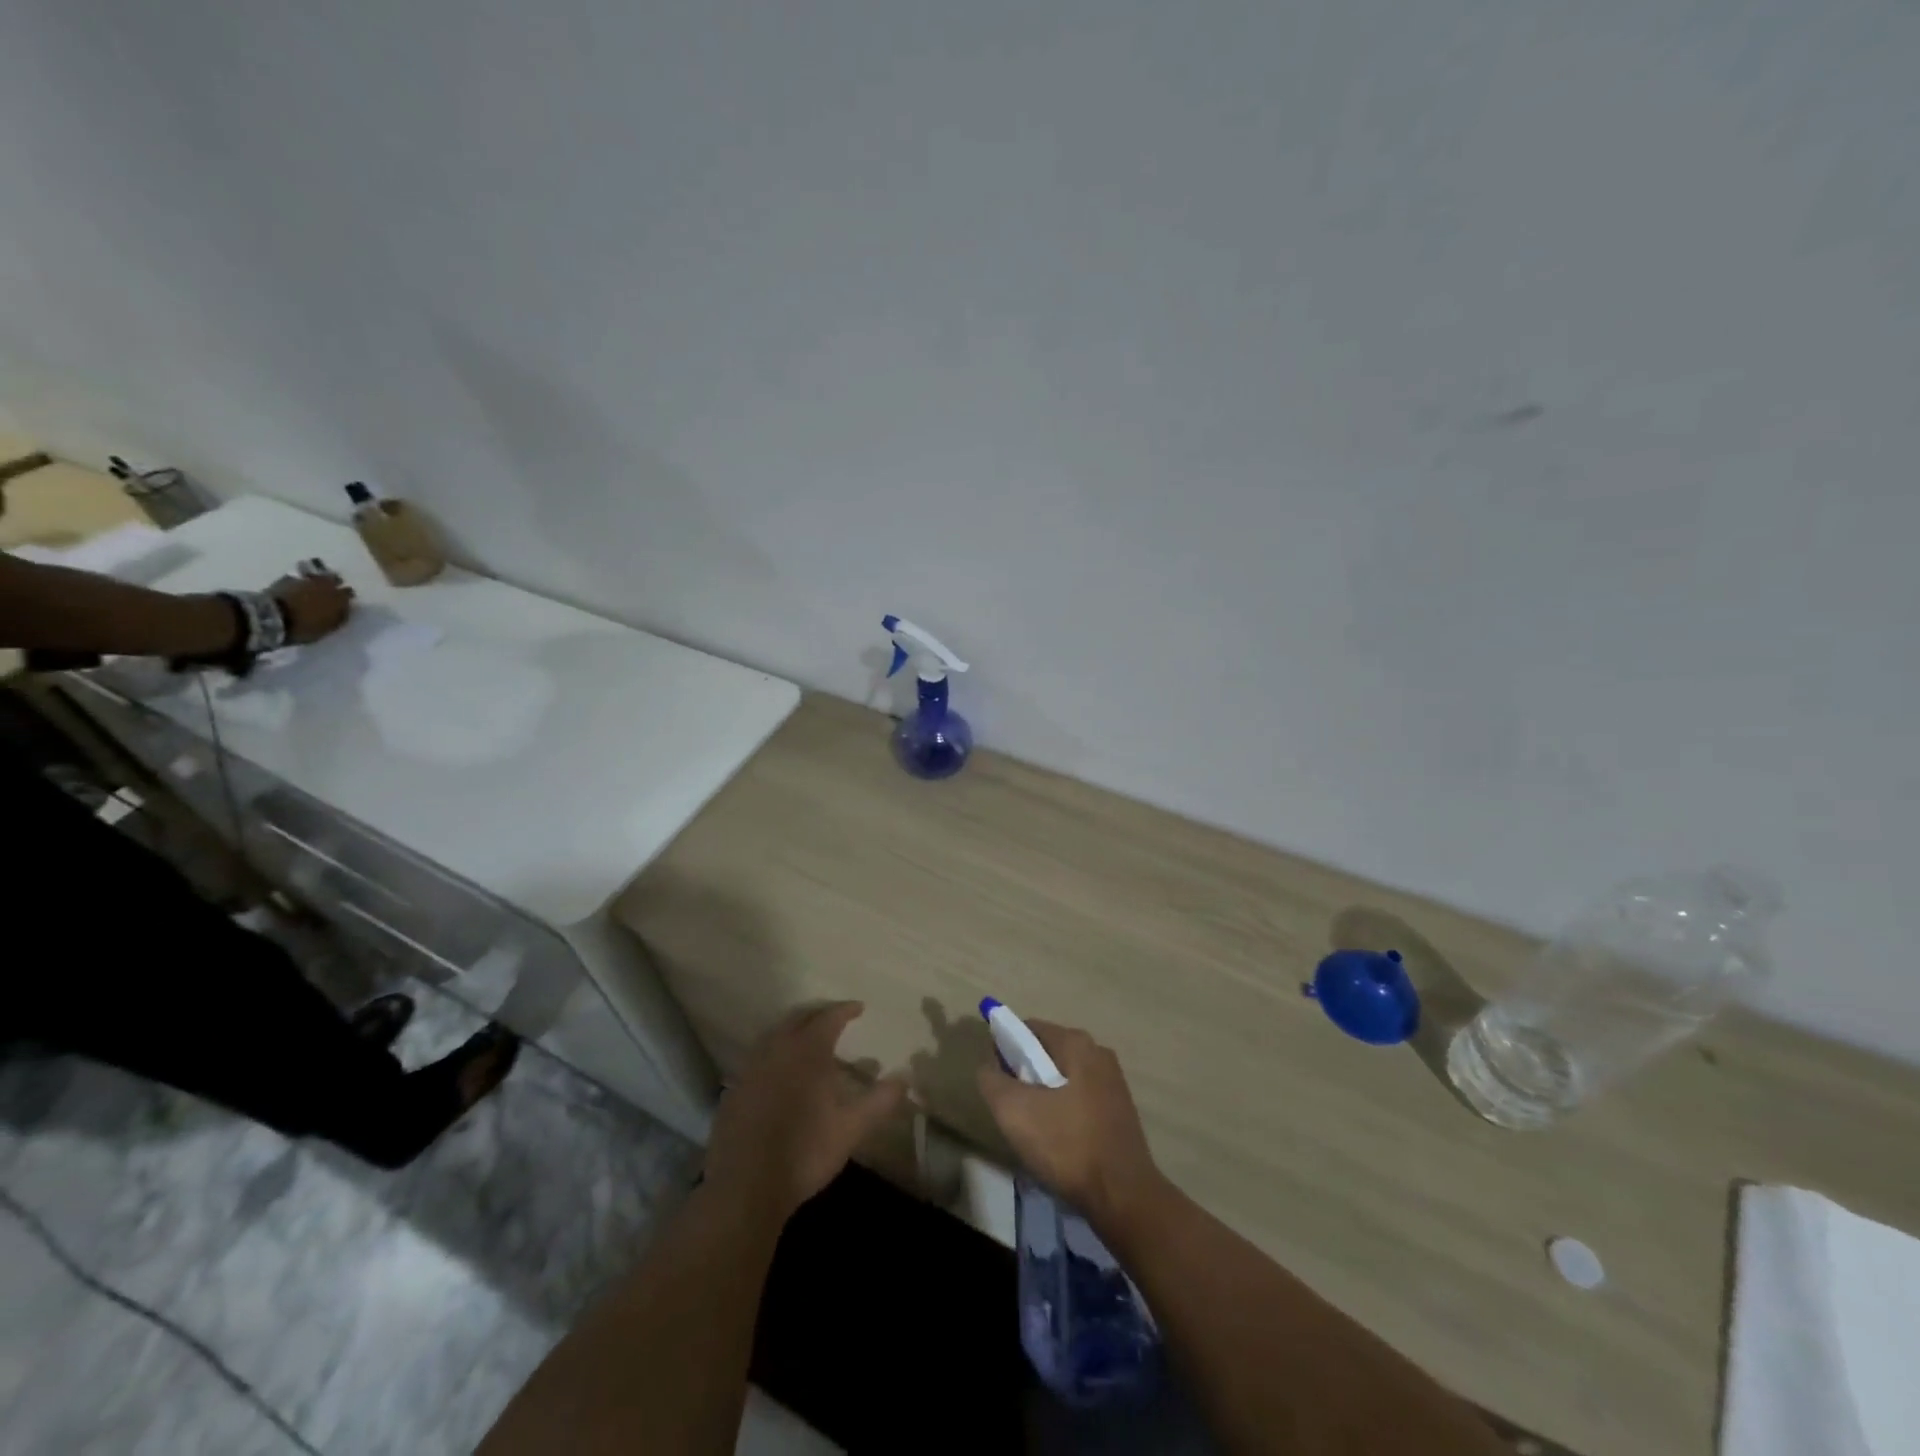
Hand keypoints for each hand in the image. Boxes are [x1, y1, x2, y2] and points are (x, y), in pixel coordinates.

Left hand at [269, 571, 353, 643]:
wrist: (271, 617)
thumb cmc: (303, 627)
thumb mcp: (327, 628)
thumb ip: (338, 618)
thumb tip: (344, 611)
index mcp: (338, 598)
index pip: (349, 593)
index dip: (347, 597)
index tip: (345, 601)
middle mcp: (325, 586)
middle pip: (334, 579)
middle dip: (335, 583)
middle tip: (331, 589)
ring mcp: (305, 580)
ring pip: (317, 575)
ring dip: (319, 579)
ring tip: (316, 585)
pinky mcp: (287, 578)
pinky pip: (299, 577)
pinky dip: (301, 580)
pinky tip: (300, 585)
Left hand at [704, 1002, 907, 1222]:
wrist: (746, 1186)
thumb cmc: (805, 1152)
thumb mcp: (852, 1128)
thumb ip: (880, 1100)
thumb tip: (905, 1077)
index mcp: (807, 1051)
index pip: (828, 1017)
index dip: (845, 1009)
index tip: (859, 1008)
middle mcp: (777, 1050)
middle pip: (798, 1018)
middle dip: (818, 1013)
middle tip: (834, 1017)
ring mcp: (751, 1068)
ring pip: (774, 1034)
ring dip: (793, 1029)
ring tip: (808, 1038)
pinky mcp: (734, 1089)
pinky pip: (758, 1056)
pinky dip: (774, 1052)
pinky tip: (780, 1070)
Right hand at [976, 1019, 1164, 1225]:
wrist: (1123, 1197)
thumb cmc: (1067, 1145)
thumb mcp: (1014, 1111)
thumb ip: (992, 1081)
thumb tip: (988, 1066)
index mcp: (1076, 1043)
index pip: (1029, 1029)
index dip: (1005, 1047)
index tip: (996, 1079)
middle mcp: (1099, 1053)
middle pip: (1047, 1053)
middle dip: (1025, 1075)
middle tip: (1011, 1108)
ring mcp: (1113, 1082)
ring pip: (1063, 1078)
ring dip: (1044, 1096)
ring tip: (1033, 1130)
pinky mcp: (1120, 1111)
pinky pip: (1080, 1099)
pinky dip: (1064, 1112)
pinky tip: (1058, 1142)